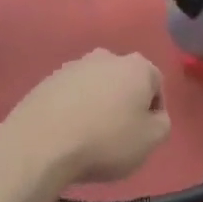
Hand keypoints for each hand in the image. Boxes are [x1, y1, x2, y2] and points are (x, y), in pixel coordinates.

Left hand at [0, 49, 170, 186]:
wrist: (41, 144)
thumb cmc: (106, 141)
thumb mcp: (151, 140)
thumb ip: (162, 123)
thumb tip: (153, 116)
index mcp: (136, 66)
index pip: (156, 84)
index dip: (153, 112)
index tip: (143, 135)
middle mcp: (105, 57)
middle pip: (124, 82)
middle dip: (124, 103)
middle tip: (118, 135)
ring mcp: (72, 67)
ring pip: (95, 87)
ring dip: (98, 106)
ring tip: (89, 137)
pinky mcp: (45, 82)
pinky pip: (70, 97)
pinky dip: (73, 110)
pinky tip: (67, 134)